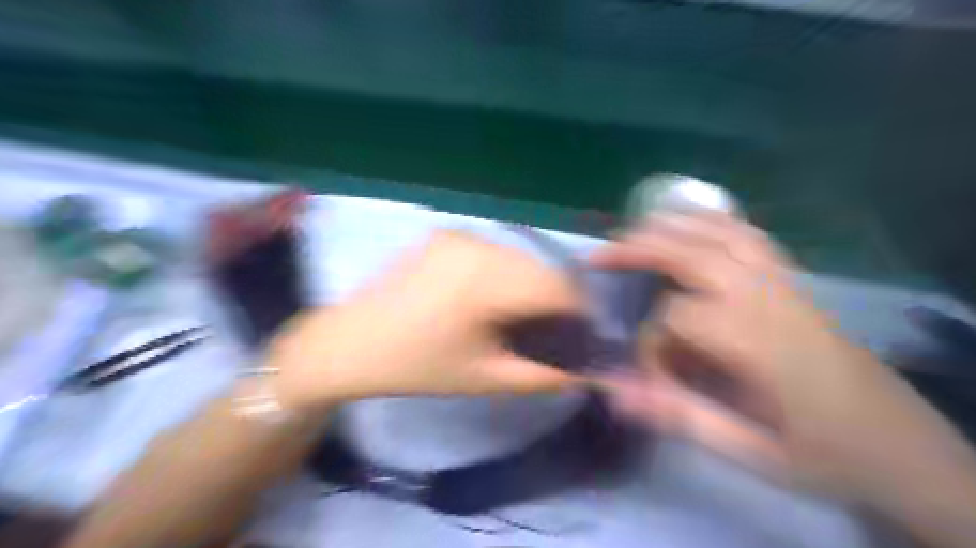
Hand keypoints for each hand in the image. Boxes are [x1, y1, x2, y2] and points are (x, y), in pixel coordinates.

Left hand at [265, 228, 581, 410]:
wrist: (349, 342)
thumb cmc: (415, 366)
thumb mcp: (484, 378)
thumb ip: (542, 375)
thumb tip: (586, 373)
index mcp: (485, 280)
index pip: (558, 287)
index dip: (579, 312)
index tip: (581, 337)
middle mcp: (477, 244)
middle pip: (542, 268)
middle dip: (556, 301)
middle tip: (552, 332)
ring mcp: (460, 234)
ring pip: (521, 258)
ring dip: (532, 285)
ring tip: (524, 318)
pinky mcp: (447, 234)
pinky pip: (496, 252)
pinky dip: (508, 273)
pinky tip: (495, 298)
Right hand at [590, 213, 894, 496]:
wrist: (906, 448)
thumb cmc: (826, 453)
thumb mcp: (753, 453)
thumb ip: (682, 418)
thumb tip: (616, 397)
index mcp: (758, 343)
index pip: (675, 318)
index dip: (649, 344)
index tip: (647, 377)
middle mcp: (769, 300)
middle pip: (693, 255)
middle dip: (640, 250)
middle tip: (600, 255)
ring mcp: (786, 284)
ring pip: (723, 234)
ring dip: (674, 226)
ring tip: (635, 228)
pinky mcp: (795, 282)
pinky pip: (749, 236)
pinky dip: (713, 221)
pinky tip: (692, 223)